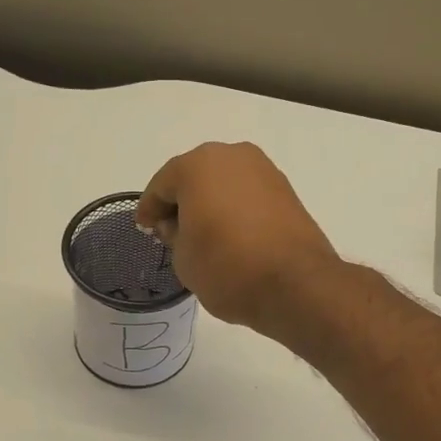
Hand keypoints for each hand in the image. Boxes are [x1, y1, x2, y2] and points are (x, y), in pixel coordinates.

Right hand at [135, 142, 341, 337]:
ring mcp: (263, 170)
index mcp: (197, 165)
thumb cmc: (227, 267)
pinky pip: (247, 195)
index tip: (144, 228)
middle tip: (171, 231)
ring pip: (223, 184)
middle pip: (194, 177)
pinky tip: (230, 235)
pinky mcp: (286, 190)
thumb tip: (179, 225)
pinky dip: (234, 209)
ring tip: (202, 235)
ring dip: (209, 204)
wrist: (295, 284)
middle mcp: (231, 156)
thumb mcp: (183, 258)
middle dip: (181, 202)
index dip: (149, 209)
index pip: (162, 186)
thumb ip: (173, 234)